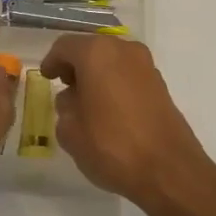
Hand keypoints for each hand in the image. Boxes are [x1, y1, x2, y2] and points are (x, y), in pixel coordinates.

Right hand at [39, 36, 215, 209]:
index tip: (46, 78)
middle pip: (91, 49)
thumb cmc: (112, 145)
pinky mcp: (160, 84)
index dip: (52, 62)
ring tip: (86, 101)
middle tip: (64, 87)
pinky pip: (128, 74)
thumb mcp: (71, 131)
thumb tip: (72, 99)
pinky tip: (109, 109)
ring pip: (112, 60)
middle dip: (75, 66)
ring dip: (96, 74)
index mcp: (97, 53)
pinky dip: (115, 83)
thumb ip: (65, 107)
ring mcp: (146, 65)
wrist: (169, 169)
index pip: (65, 47)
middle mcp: (123, 49)